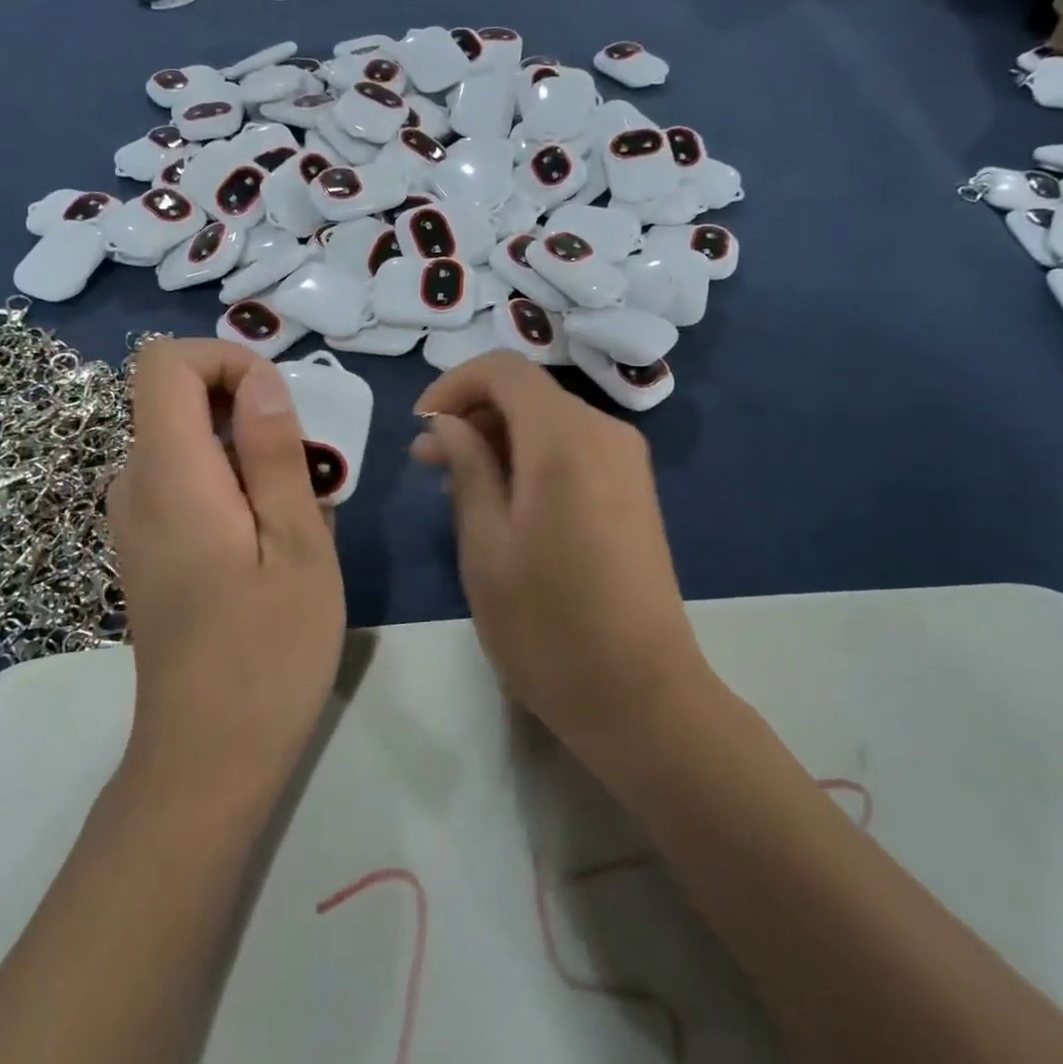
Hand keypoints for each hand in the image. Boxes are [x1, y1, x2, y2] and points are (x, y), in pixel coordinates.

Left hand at [107, 339, 344, 776]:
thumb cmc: (269, 652)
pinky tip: (272, 538)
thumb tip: (262, 381)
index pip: (165, 362)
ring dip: (248, 449)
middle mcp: (135, 486)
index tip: (282, 405)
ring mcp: (135, 520)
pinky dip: (233, 481)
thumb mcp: (297, 545)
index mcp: (170, 475)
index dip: (226, 360)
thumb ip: (275, 453)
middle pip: (176, 397)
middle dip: (249, 408)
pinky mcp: (148, 547)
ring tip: (299, 509)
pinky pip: (187, 479)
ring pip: (187, 439)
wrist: (209, 757)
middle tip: (308, 468)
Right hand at [411, 351, 711, 757]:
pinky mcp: (635, 491)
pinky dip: (532, 459)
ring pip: (550, 422)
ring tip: (457, 486)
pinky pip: (574, 450)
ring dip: (500, 440)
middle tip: (428, 463)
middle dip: (473, 415)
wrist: (642, 694)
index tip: (420, 428)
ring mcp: (627, 462)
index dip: (454, 386)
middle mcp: (605, 433)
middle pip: (529, 394)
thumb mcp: (486, 545)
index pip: (504, 370)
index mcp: (566, 438)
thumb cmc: (548, 625)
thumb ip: (467, 468)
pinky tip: (505, 503)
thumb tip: (448, 424)